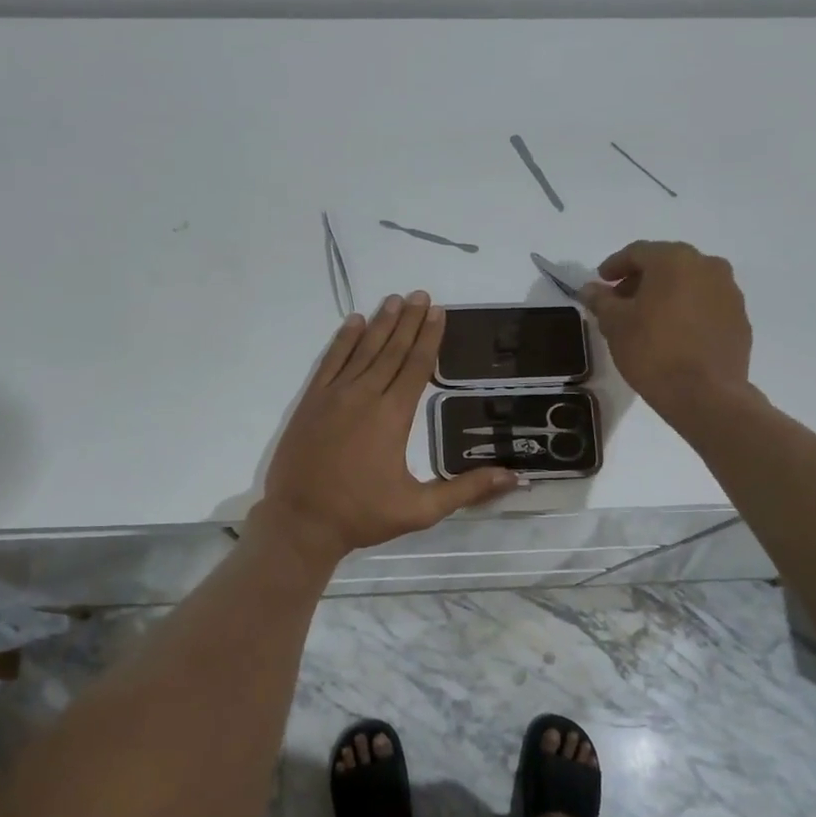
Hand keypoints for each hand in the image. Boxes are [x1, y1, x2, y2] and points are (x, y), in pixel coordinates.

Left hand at [255, 292, 517, 564]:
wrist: (300, 522)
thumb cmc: (362, 515)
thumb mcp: (420, 509)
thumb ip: (466, 490)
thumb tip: (514, 477)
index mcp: (393, 416)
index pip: (416, 366)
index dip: (429, 338)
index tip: (439, 311)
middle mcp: (364, 396)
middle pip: (391, 350)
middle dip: (408, 321)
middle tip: (421, 294)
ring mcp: (333, 396)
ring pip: (361, 350)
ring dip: (380, 323)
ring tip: (395, 299)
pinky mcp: (310, 402)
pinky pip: (330, 361)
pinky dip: (342, 340)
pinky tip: (353, 322)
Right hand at [582, 241, 753, 418]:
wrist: (706, 395)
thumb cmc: (653, 352)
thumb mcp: (615, 325)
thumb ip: (601, 300)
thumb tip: (590, 288)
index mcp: (675, 260)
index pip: (637, 252)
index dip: (614, 265)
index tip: (601, 282)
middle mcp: (707, 266)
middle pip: (666, 264)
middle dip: (641, 280)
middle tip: (621, 302)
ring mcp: (729, 292)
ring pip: (689, 283)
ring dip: (666, 294)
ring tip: (647, 320)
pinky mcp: (740, 319)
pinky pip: (707, 305)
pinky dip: (687, 311)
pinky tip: (674, 334)